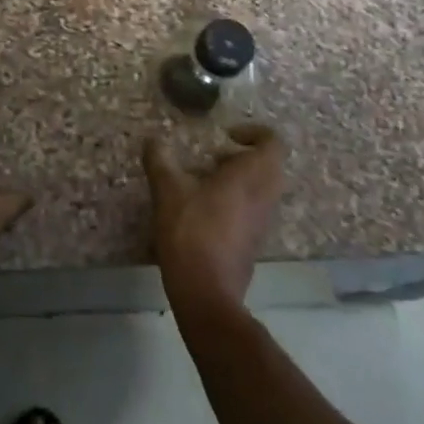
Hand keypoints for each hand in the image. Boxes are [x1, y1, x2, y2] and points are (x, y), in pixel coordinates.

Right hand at [142, 125, 285, 315]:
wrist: (206, 290)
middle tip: (214, 158)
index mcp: (252, 175)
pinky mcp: (256, 241)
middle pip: (269, 164)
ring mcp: (264, 221)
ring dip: (240, 179)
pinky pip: (254, 208)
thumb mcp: (167, 190)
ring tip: (205, 182)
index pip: (272, 142)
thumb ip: (159, 160)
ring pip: (262, 188)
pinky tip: (204, 209)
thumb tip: (151, 140)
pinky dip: (237, 200)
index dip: (253, 132)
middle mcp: (265, 195)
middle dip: (244, 155)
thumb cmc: (191, 231)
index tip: (225, 135)